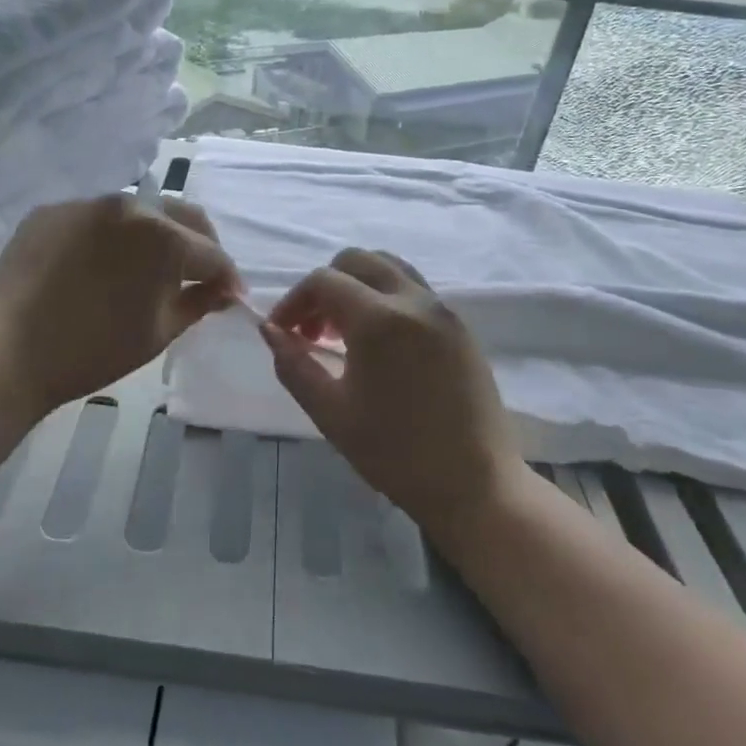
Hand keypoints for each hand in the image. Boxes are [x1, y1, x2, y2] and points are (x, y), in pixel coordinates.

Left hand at [0, 194, 239, 413]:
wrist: (8, 351)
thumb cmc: (93, 351)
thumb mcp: (158, 333)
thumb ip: (198, 304)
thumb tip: (224, 291)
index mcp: (163, 237)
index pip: (211, 253)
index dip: (226, 277)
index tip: (230, 296)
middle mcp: (129, 205)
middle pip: (181, 216)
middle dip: (199, 244)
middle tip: (199, 275)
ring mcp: (87, 203)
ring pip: (138, 212)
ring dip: (154, 235)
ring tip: (148, 267)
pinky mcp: (52, 210)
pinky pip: (95, 218)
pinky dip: (110, 237)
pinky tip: (100, 265)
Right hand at [259, 249, 519, 537]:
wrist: (474, 484)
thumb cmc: (394, 452)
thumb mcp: (330, 412)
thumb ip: (293, 365)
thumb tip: (270, 330)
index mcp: (379, 319)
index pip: (323, 281)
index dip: (293, 301)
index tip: (282, 333)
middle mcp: (414, 300)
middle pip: (357, 261)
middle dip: (324, 286)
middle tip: (312, 331)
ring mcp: (443, 310)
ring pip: (389, 268)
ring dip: (356, 286)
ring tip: (343, 333)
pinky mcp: (460, 327)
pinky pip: (414, 290)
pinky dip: (385, 297)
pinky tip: (378, 344)